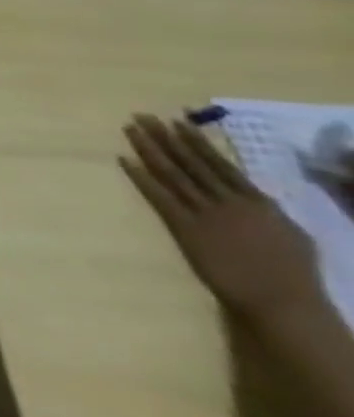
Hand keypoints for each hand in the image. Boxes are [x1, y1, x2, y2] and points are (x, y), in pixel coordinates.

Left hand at [120, 114, 327, 324]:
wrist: (281, 301)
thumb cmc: (291, 272)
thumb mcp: (289, 233)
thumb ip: (265, 210)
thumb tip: (249, 192)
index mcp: (257, 201)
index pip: (219, 163)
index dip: (195, 141)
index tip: (177, 121)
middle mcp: (228, 201)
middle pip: (189, 162)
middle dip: (164, 137)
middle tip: (142, 116)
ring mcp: (205, 213)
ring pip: (171, 173)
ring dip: (149, 149)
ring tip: (131, 129)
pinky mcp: (185, 228)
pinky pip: (158, 197)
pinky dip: (140, 177)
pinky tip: (124, 160)